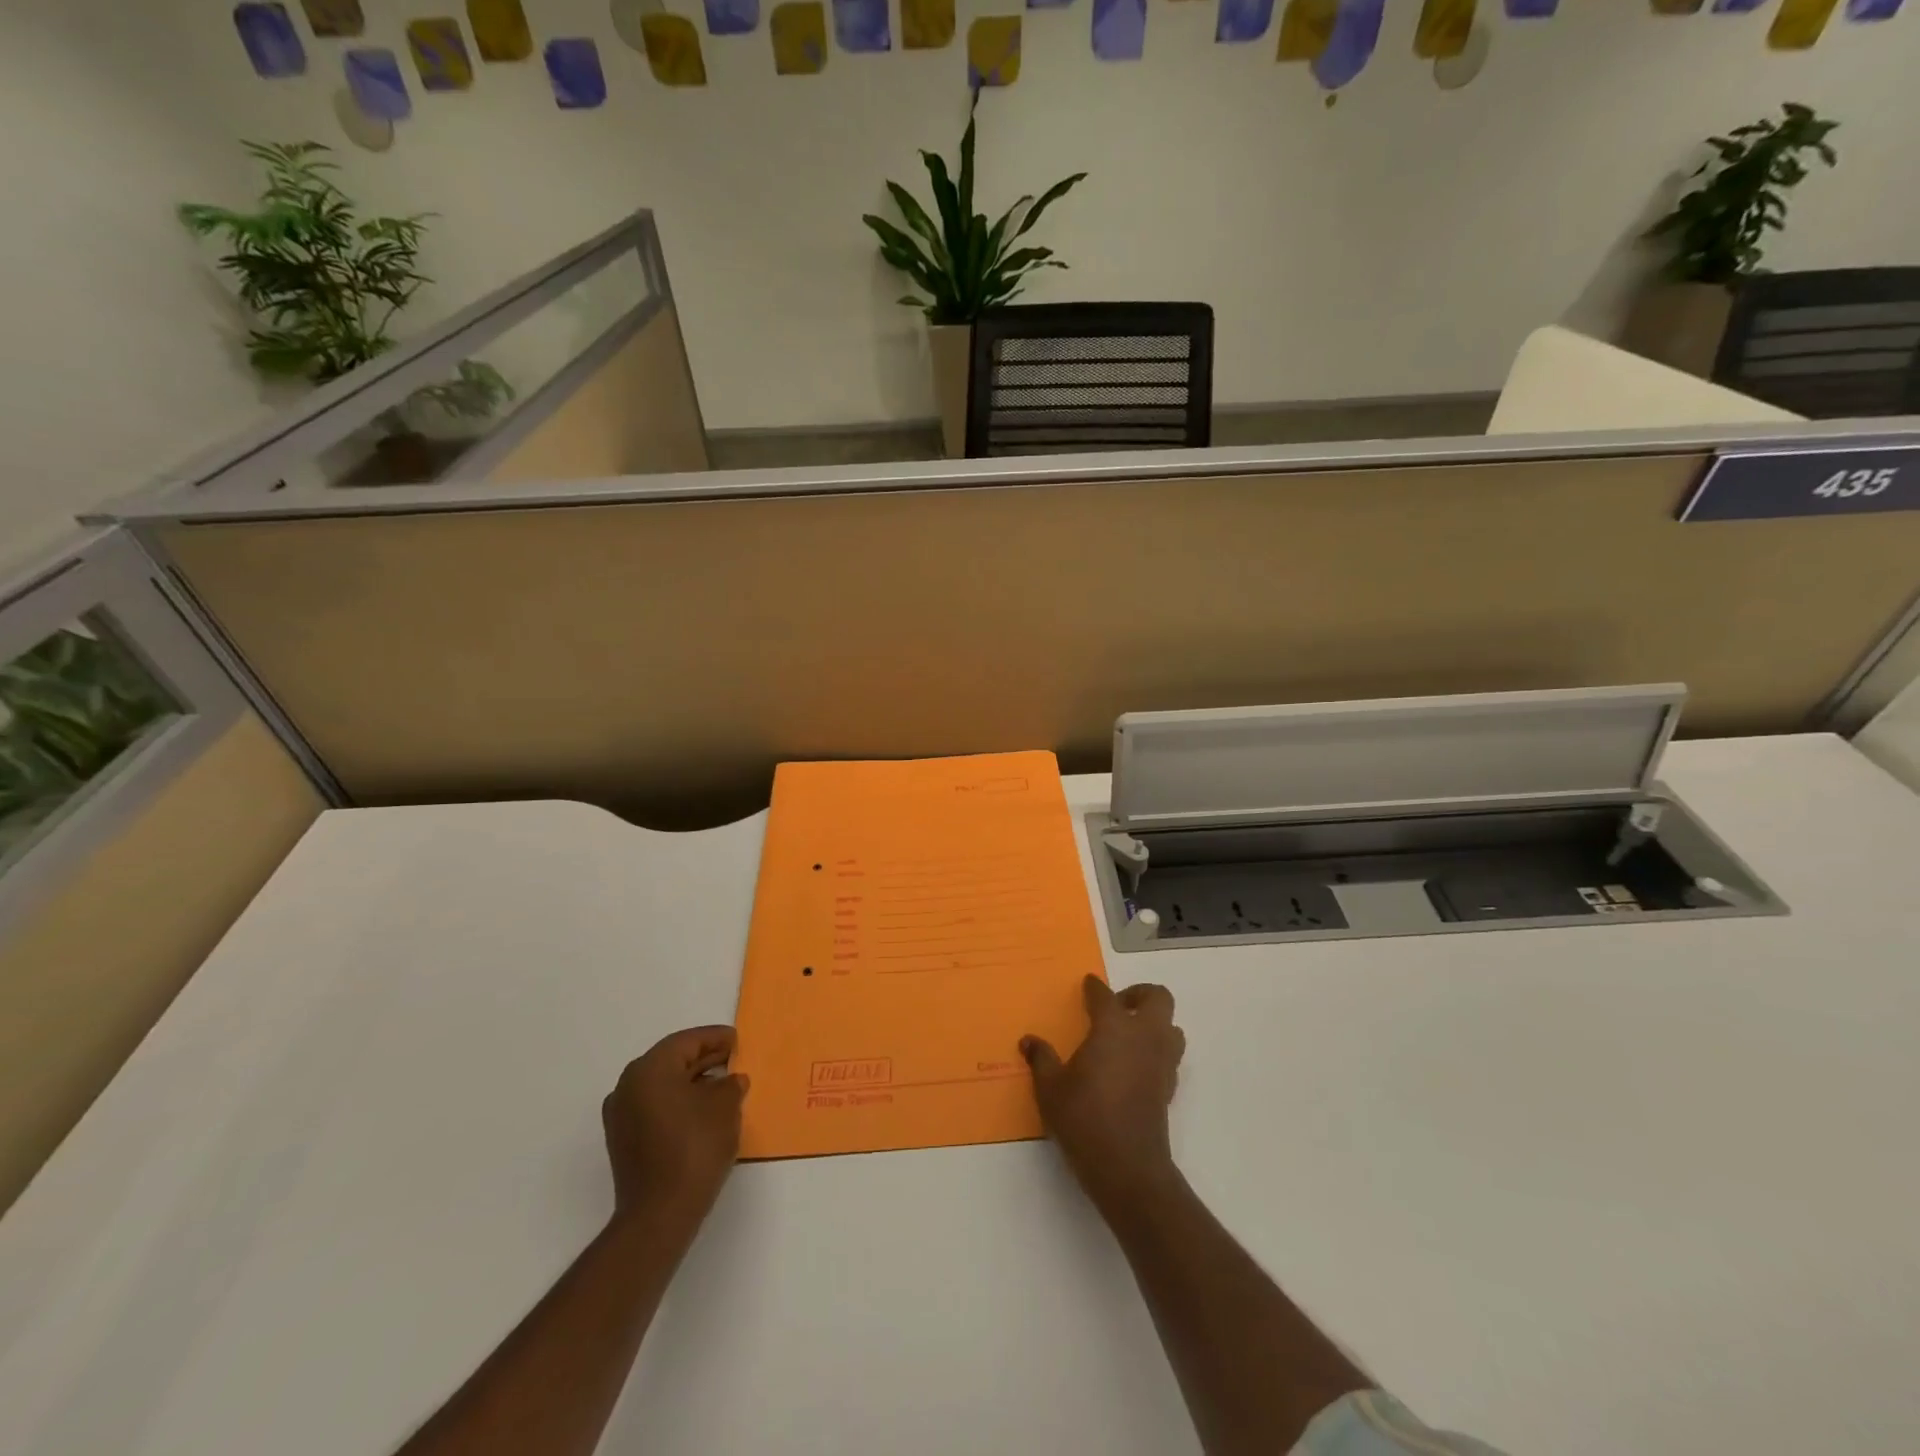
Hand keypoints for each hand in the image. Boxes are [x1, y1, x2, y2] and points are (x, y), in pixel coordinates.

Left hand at [601, 1026, 747, 1232]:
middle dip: (704, 1059)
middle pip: (672, 1061)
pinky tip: (704, 1111)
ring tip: (724, 1085)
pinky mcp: (624, 1141)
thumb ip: (731, 1084)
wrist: (660, 1214)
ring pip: (663, 1085)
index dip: (715, 1038)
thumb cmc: (694, 1147)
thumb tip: (731, 1081)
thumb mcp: (725, 1106)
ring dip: (692, 1081)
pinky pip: (655, 1107)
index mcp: (649, 1070)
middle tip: (733, 1058)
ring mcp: (621, 1116)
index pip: (686, 1042)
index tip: (737, 1039)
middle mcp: (628, 1086)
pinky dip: (679, 1102)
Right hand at [1021, 976, 1185, 1210]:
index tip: (1087, 985)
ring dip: (1154, 1023)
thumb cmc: (1084, 1118)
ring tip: (1128, 1036)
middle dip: (1138, 995)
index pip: (1104, 995)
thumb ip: (1041, 1059)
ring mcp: (1161, 1062)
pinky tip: (1132, 1067)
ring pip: (1171, 1026)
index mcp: (1113, 1027)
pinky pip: (1169, 1055)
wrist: (1128, 1167)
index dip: (1094, 988)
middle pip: (1158, 998)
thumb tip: (1029, 1041)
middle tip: (1116, 1007)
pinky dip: (1155, 1051)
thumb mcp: (1050, 1089)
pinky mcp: (1169, 1088)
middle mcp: (1143, 1036)